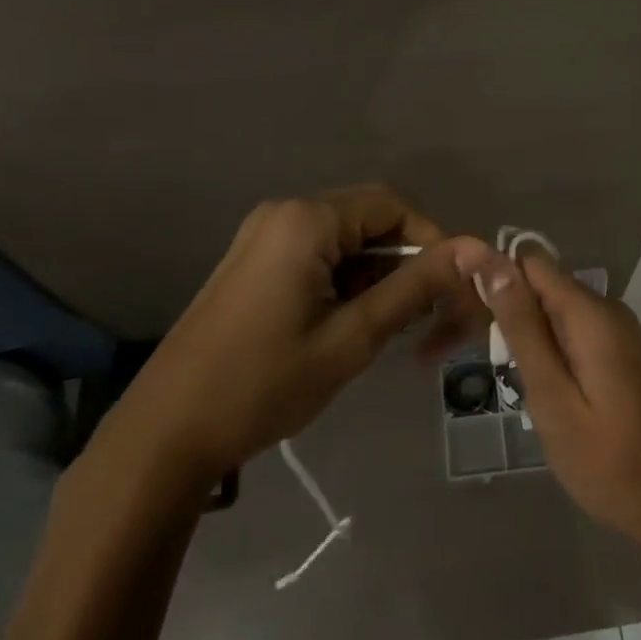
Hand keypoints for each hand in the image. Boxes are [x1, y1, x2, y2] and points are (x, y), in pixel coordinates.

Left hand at [116, 185, 479, 474]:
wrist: (166, 432)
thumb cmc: (263, 385)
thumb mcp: (350, 338)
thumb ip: (413, 289)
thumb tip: (474, 250)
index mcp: (307, 220)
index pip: (394, 207)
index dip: (433, 243)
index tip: (454, 292)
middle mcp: (285, 213)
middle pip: (370, 220)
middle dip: (406, 264)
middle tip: (427, 319)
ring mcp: (265, 237)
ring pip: (346, 242)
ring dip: (377, 278)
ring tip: (386, 333)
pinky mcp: (255, 263)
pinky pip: (319, 256)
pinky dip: (347, 284)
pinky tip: (350, 327)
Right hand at [452, 242, 640, 568]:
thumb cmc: (613, 463)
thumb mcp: (553, 398)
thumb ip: (523, 329)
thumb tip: (491, 259)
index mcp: (589, 312)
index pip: (528, 261)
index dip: (491, 275)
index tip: (458, 308)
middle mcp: (606, 310)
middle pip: (541, 283)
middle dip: (502, 306)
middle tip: (466, 353)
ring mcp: (617, 334)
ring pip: (554, 310)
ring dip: (522, 332)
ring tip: (493, 372)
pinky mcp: (620, 357)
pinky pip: (572, 333)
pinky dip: (546, 349)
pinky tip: (531, 386)